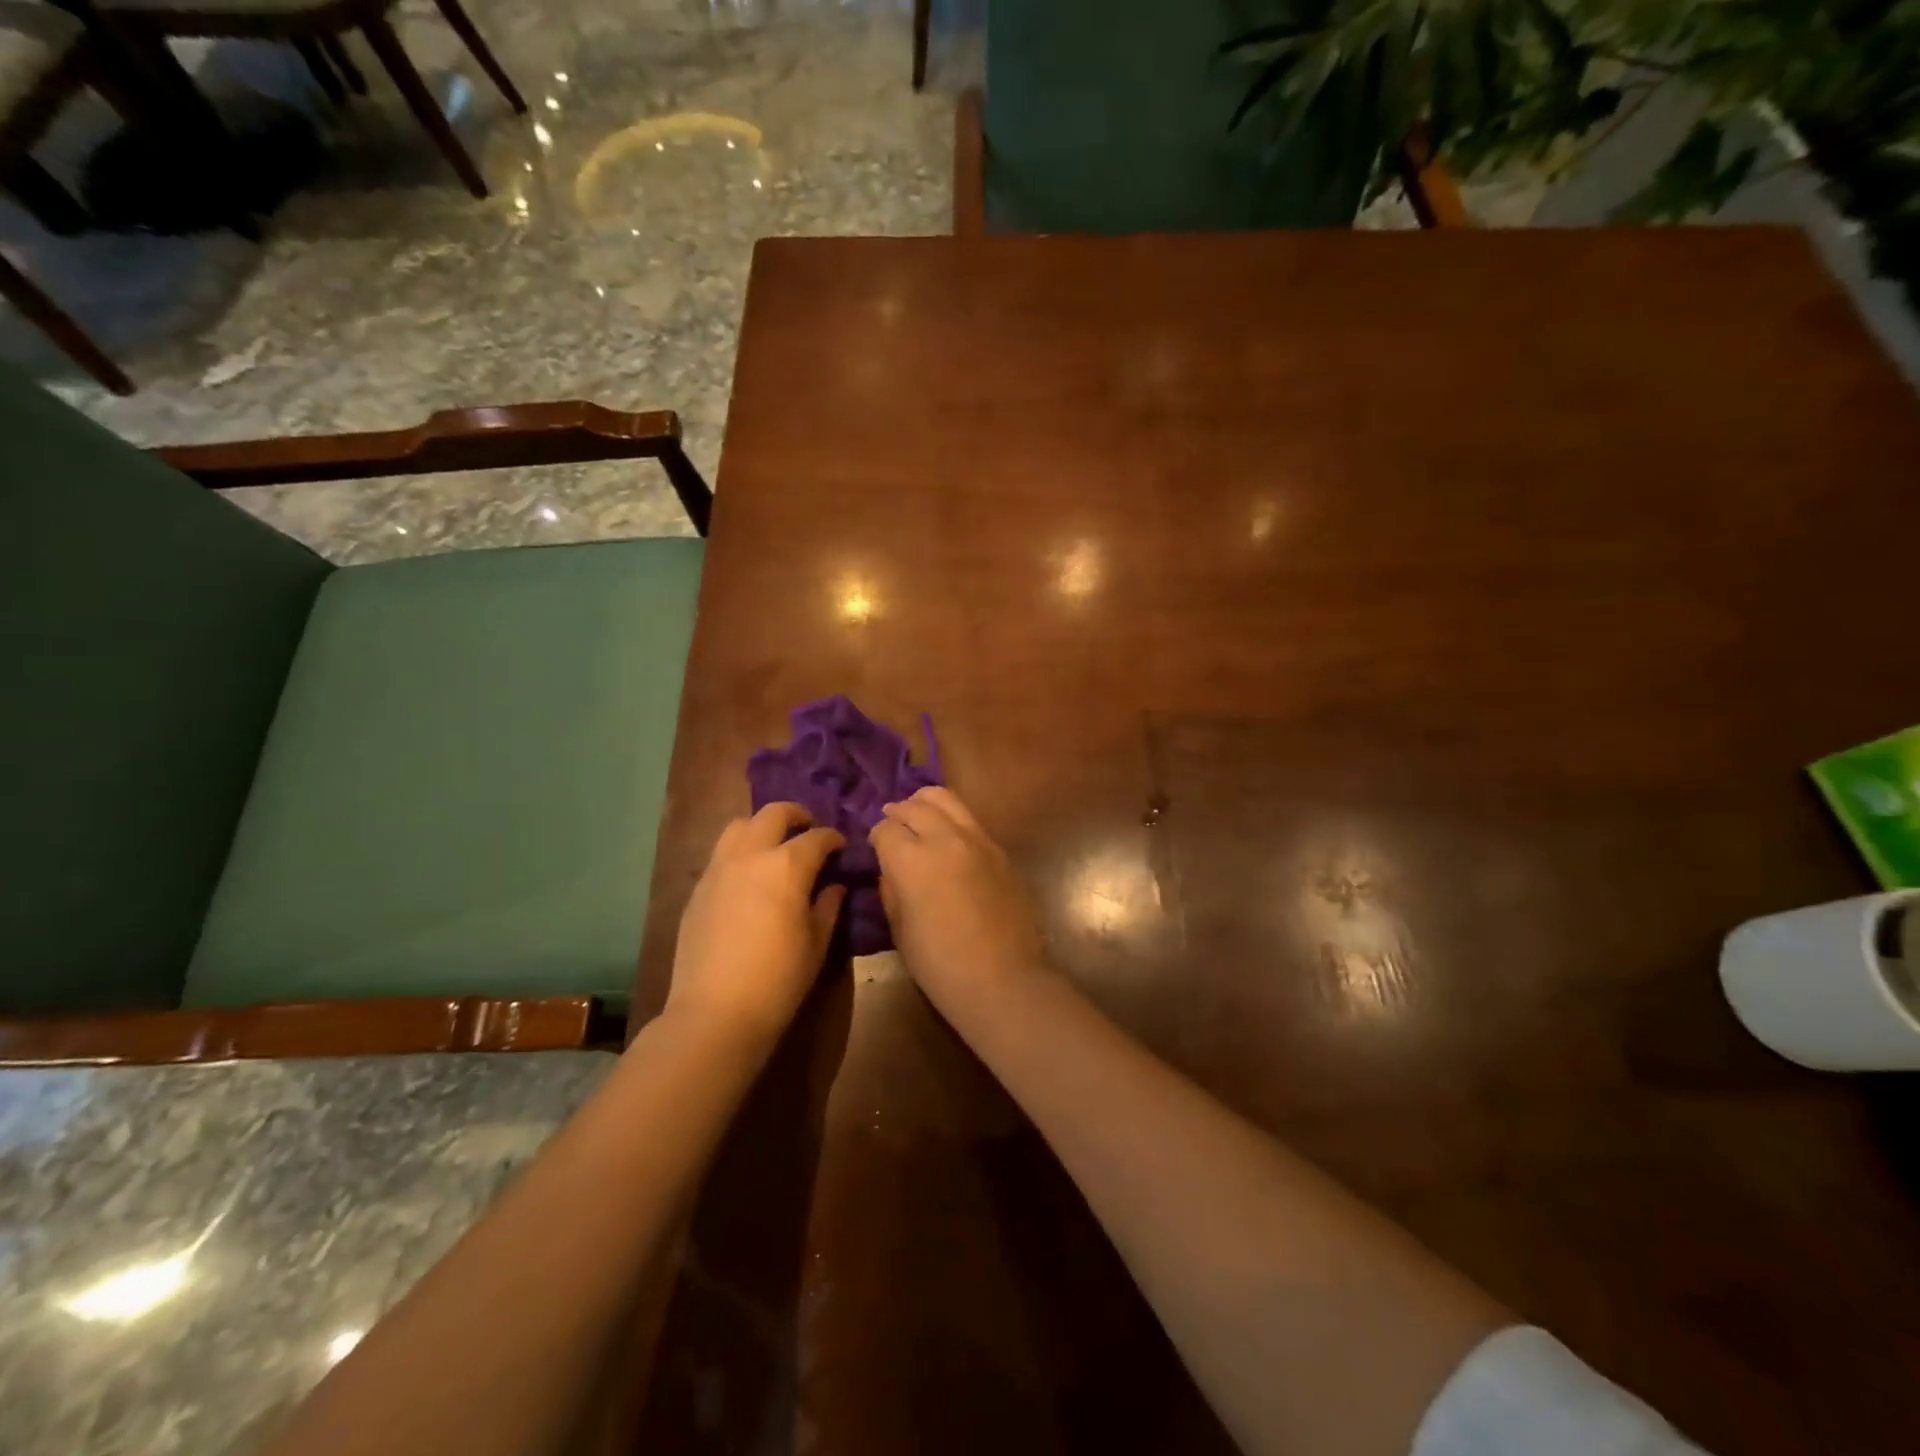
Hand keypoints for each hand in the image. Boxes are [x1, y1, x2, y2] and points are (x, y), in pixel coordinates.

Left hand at [666, 803, 846, 1050]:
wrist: (716, 1013)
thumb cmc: (778, 979)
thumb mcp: (816, 943)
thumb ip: (828, 906)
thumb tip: (834, 886)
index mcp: (787, 866)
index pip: (817, 837)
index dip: (833, 838)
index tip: (841, 847)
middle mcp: (750, 855)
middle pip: (773, 814)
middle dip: (796, 815)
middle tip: (809, 830)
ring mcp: (718, 869)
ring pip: (739, 825)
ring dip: (761, 827)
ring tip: (774, 846)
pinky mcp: (698, 888)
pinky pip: (721, 854)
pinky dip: (740, 852)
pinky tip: (749, 878)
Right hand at [872, 787, 1045, 1020]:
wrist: (1003, 979)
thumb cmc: (941, 965)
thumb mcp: (900, 930)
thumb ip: (891, 891)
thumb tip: (890, 870)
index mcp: (913, 860)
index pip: (886, 829)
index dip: (876, 837)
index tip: (875, 847)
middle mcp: (945, 839)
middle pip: (915, 806)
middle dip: (898, 812)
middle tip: (892, 822)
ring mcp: (978, 840)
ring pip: (947, 799)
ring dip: (926, 803)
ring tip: (918, 814)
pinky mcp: (1000, 849)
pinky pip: (970, 819)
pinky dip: (952, 818)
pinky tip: (948, 835)